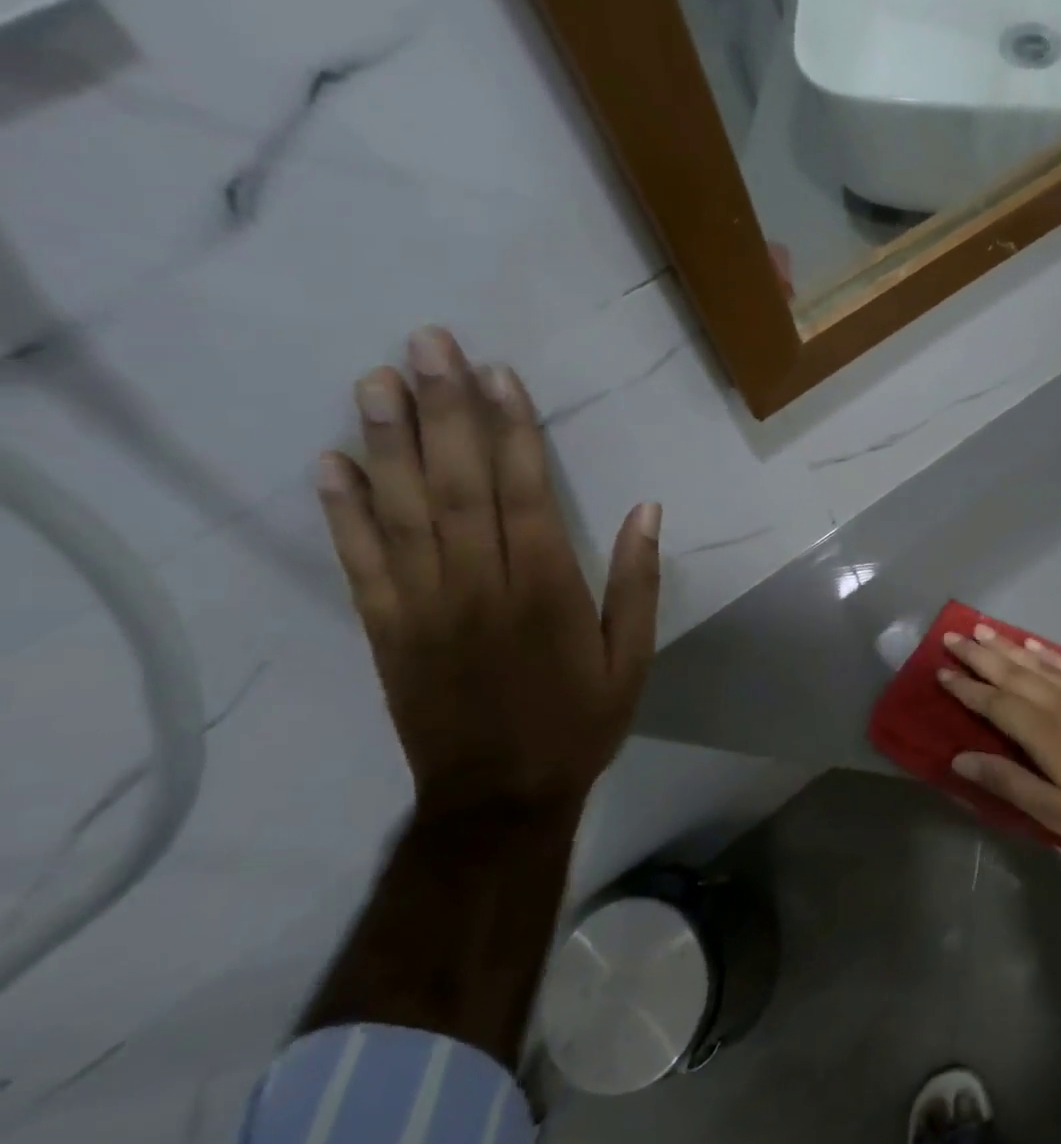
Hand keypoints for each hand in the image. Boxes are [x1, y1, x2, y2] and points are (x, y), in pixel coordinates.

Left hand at [316, 326, 660, 818]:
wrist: (499, 798)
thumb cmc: (580, 722)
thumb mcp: (633, 658)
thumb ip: (638, 581)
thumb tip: (647, 509)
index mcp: (547, 592)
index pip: (525, 494)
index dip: (512, 431)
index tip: (497, 374)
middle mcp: (480, 587)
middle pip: (458, 486)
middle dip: (444, 410)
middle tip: (427, 344)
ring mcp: (423, 607)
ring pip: (403, 512)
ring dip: (389, 442)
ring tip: (377, 380)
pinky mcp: (385, 630)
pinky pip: (360, 563)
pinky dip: (343, 512)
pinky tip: (330, 463)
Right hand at [938, 625, 1060, 867]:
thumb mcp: (1055, 812)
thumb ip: (1007, 781)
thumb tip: (959, 758)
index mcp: (1044, 732)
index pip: (994, 702)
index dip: (966, 687)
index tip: (940, 671)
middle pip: (1012, 673)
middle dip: (980, 654)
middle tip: (953, 636)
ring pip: (1039, 663)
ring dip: (1008, 646)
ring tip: (984, 629)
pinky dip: (1049, 653)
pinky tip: (1036, 646)